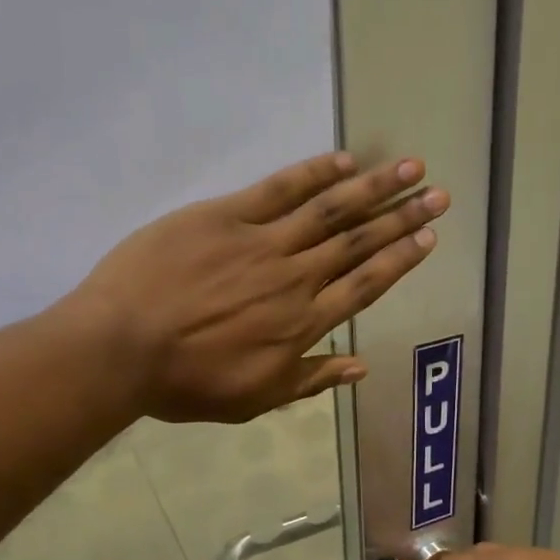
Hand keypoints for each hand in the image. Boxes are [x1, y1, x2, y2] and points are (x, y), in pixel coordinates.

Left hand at [69, 151, 447, 422]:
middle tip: (438, 196)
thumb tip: (361, 366)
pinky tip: (344, 160)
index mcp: (302, 324)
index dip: (400, 260)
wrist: (121, 348)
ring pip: (329, 210)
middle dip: (402, 218)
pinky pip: (278, 190)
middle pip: (358, 242)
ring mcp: (261, 243)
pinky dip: (314, 174)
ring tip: (409, 169)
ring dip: (373, 188)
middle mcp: (294, 278)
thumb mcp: (253, 398)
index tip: (429, 238)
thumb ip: (310, 379)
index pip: (365, 286)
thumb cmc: (185, 382)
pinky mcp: (225, 217)